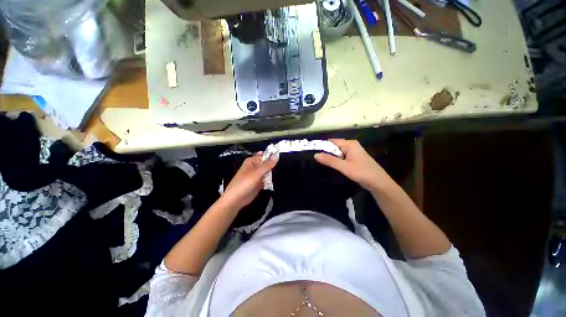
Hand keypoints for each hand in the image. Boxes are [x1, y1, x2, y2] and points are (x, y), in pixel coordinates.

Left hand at [220, 152, 278, 210]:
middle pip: (267, 163)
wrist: (236, 200)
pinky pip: (267, 178)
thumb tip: (277, 155)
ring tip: (282, 173)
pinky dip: (271, 179)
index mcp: (252, 161)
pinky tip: (277, 179)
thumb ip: (268, 164)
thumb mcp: (257, 172)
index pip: (266, 155)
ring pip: (268, 171)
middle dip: (274, 165)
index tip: (283, 158)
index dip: (274, 156)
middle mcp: (255, 166)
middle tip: (284, 166)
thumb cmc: (245, 183)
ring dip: (273, 173)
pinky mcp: (259, 183)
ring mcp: (257, 175)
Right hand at [314, 139, 391, 191]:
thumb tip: (315, 154)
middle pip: (334, 147)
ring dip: (330, 157)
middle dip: (326, 152)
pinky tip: (331, 166)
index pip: (332, 142)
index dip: (322, 146)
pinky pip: (341, 157)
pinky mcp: (353, 159)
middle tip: (316, 159)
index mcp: (350, 144)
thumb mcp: (344, 167)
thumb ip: (330, 160)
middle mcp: (351, 146)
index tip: (313, 151)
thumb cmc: (362, 172)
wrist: (378, 183)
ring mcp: (352, 153)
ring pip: (337, 153)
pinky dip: (335, 160)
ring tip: (320, 162)